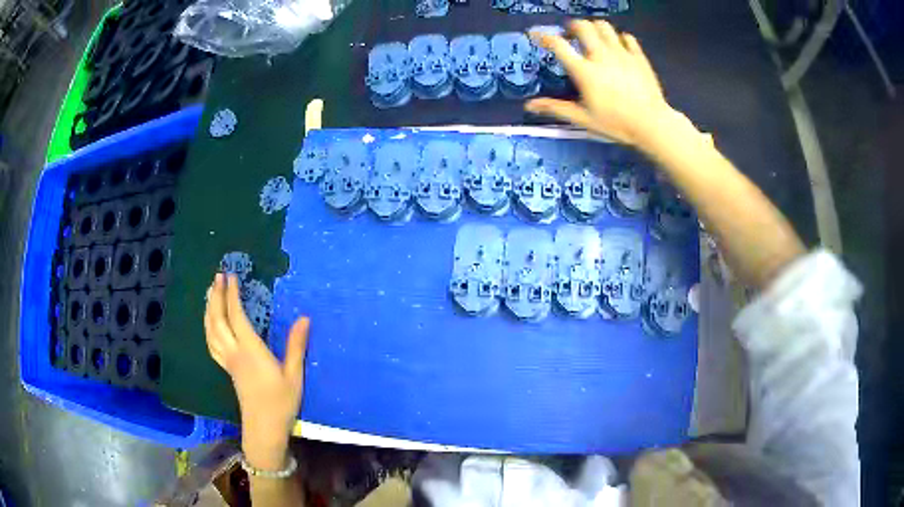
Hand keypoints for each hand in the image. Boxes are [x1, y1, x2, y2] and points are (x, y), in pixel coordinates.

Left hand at [204, 273, 309, 470]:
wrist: (264, 429)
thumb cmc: (281, 403)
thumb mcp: (294, 375)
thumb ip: (296, 346)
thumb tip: (304, 318)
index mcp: (251, 351)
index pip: (237, 316)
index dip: (232, 295)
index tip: (232, 276)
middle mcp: (235, 352)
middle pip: (218, 320)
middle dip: (216, 296)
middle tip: (217, 276)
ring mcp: (228, 361)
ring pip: (211, 331)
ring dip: (209, 309)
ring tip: (210, 292)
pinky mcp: (227, 369)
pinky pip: (211, 343)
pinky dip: (208, 327)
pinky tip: (210, 322)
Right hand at [526, 20, 683, 146]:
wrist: (652, 124)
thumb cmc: (616, 123)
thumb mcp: (583, 118)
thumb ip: (556, 108)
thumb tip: (529, 106)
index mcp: (584, 71)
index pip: (558, 45)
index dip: (543, 36)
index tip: (534, 34)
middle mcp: (600, 55)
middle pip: (582, 26)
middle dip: (572, 27)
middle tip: (571, 36)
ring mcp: (621, 53)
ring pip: (603, 26)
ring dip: (594, 28)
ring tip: (593, 38)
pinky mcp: (638, 56)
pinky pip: (626, 37)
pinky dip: (618, 38)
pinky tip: (617, 47)